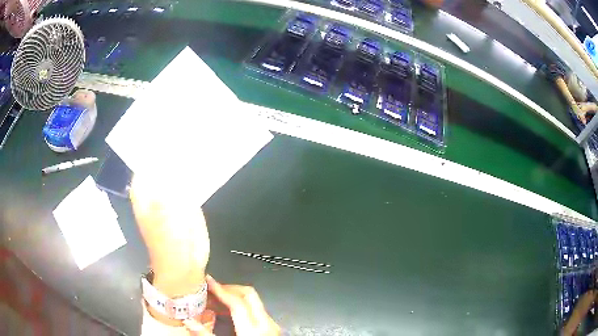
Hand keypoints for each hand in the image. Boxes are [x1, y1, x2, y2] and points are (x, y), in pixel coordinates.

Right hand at [183, 275, 280, 335]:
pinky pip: (255, 311)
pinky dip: (240, 308)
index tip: (207, 280)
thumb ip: (205, 335)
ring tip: (214, 301)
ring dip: (233, 298)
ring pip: (253, 302)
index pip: (237, 301)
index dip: (220, 289)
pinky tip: (227, 314)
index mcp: (254, 328)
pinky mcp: (271, 329)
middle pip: (248, 295)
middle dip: (228, 288)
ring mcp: (271, 325)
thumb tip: (187, 321)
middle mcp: (266, 323)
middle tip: (210, 290)